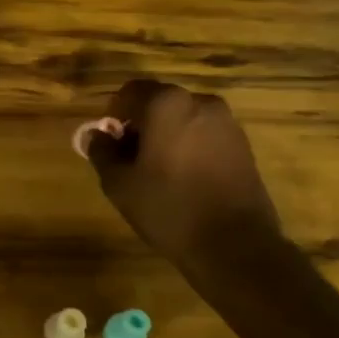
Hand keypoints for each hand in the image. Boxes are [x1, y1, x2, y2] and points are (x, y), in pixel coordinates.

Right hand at [84, 79, 279, 271]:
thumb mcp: (119, 183)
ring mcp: (227, 123)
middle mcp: (200, 102)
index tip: (109, 142)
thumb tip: (95, 135)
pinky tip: (184, 178)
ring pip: (183, 118)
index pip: (129, 92)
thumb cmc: (168, 207)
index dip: (113, 114)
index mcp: (166, 104)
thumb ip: (102, 152)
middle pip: (159, 102)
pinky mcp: (243, 145)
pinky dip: (189, 146)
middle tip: (129, 157)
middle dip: (141, 124)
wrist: (235, 245)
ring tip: (157, 171)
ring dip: (166, 134)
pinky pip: (204, 134)